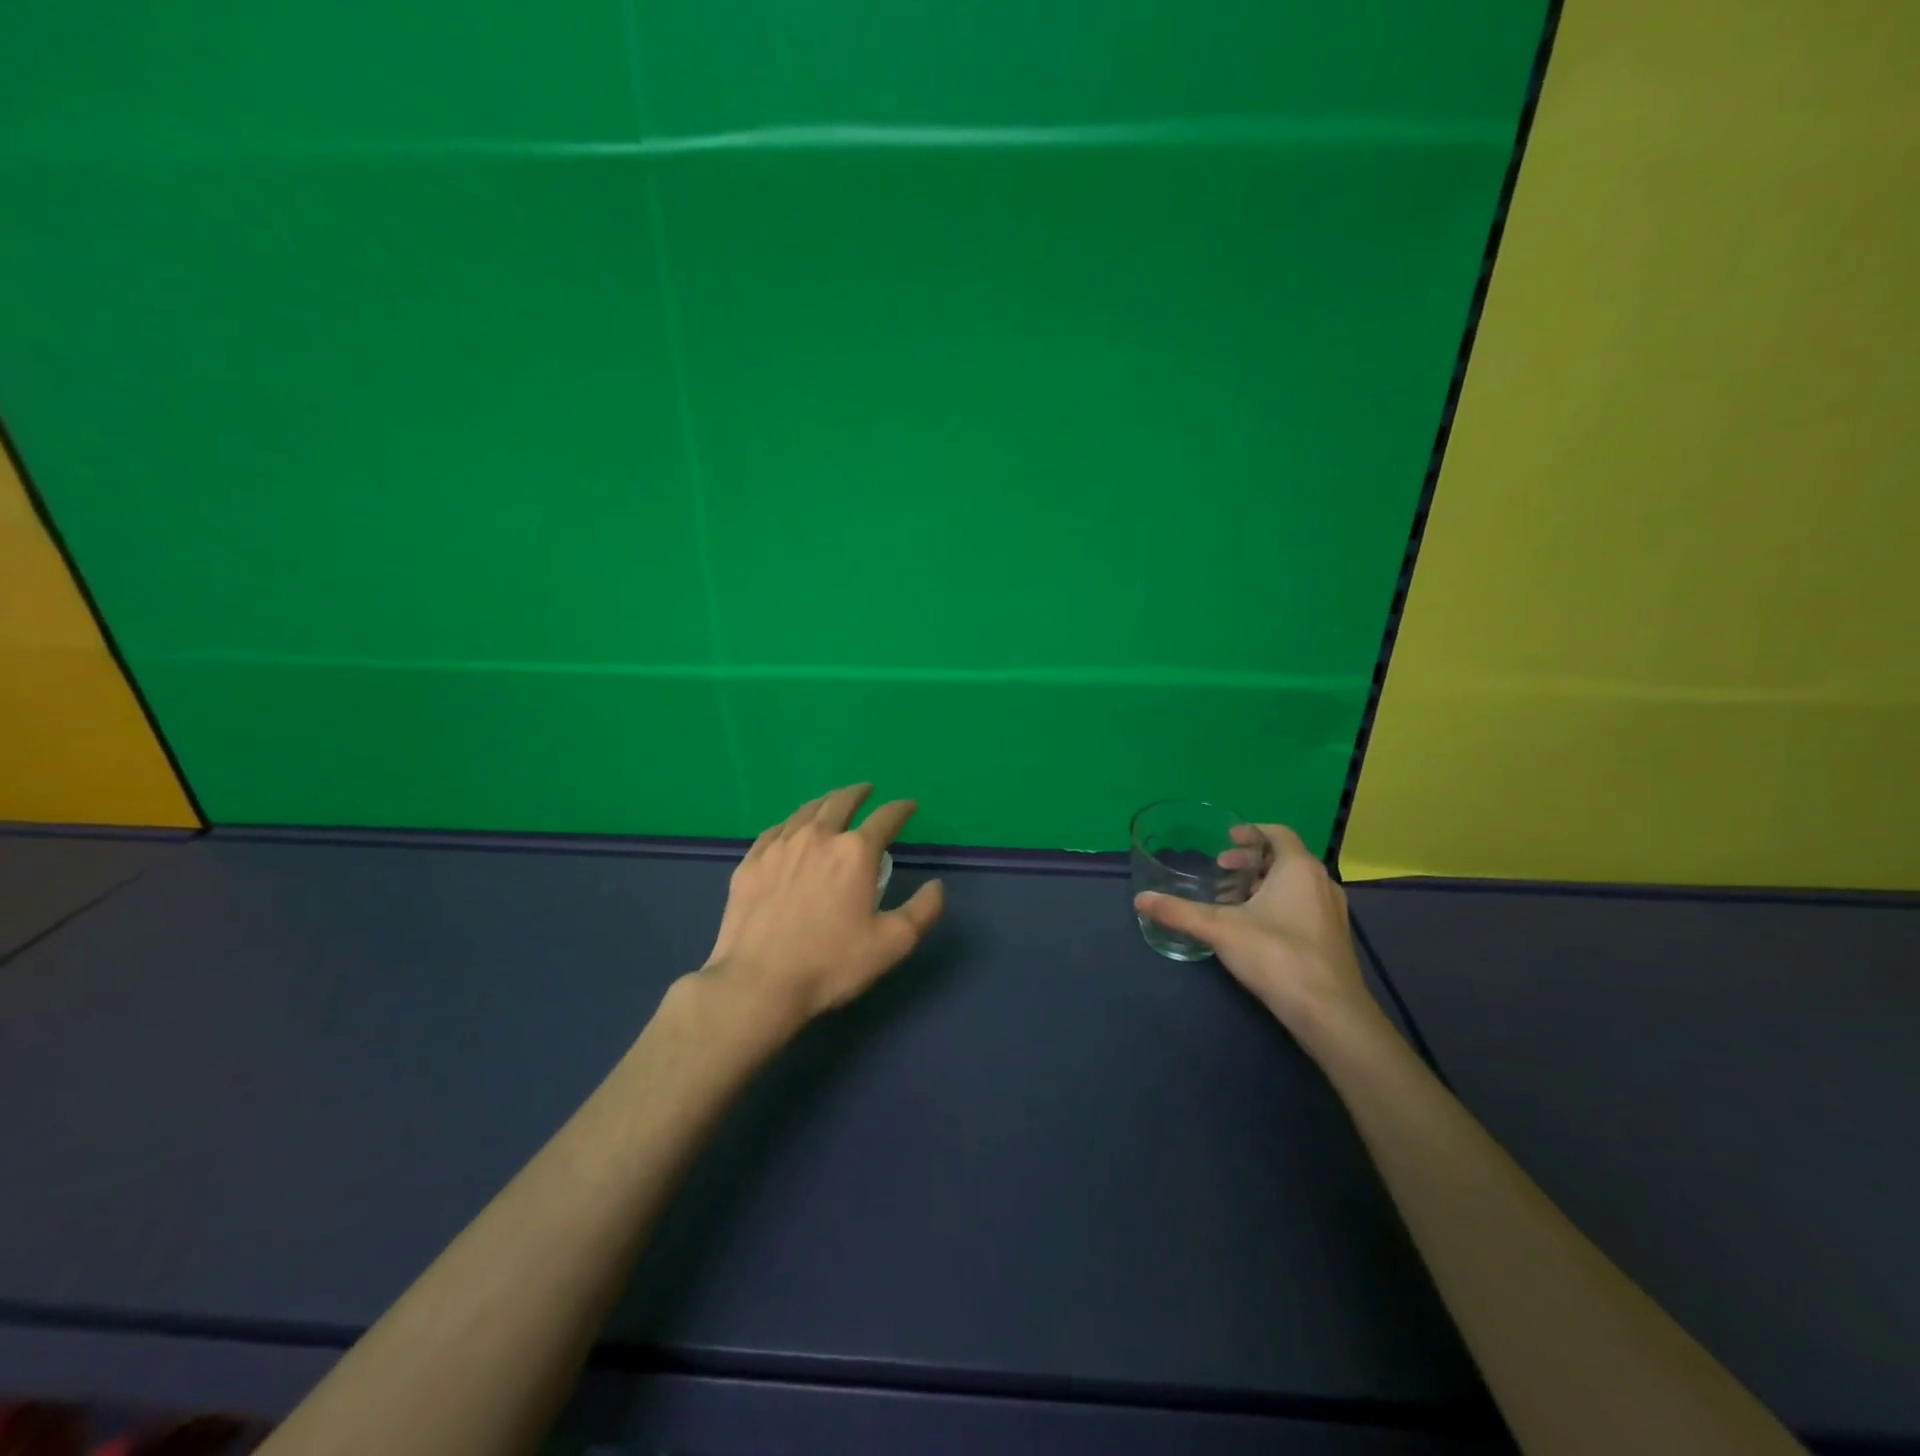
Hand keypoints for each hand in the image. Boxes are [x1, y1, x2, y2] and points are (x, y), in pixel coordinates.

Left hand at [700, 784, 945, 1026]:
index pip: (886, 817)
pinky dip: (790, 823)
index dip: (901, 809)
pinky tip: (790, 829)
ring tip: (832, 802)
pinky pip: (774, 831)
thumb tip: (936, 885)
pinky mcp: (751, 863)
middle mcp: (818, 837)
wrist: (758, 983)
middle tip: (866, 790)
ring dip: (825, 802)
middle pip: (841, 802)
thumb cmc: (831, 964)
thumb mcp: (892, 943)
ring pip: (806, 811)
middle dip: (858, 793)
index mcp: (856, 852)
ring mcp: (780, 847)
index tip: (909, 806)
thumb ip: (923, 910)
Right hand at [1134, 824, 1372, 1036]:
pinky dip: (1278, 904)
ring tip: (1232, 900)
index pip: (1278, 833)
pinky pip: (1303, 905)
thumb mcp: (1220, 929)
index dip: (1251, 832)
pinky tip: (1254, 928)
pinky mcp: (1333, 938)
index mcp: (1298, 868)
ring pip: (1295, 884)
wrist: (1329, 1012)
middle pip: (1284, 858)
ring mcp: (1332, 912)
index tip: (1226, 840)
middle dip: (1250, 861)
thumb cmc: (1276, 955)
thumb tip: (1140, 898)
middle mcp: (1321, 883)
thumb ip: (1180, 912)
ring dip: (1263, 884)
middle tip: (1221, 870)